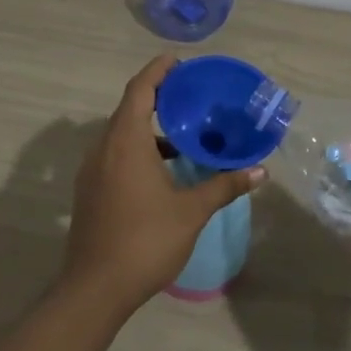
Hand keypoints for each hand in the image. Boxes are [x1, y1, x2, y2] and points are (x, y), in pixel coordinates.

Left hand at [62, 56, 263, 319]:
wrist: (95, 289)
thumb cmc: (145, 241)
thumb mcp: (191, 212)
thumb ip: (223, 185)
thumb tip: (260, 171)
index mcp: (126, 141)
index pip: (140, 89)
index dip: (158, 71)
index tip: (178, 62)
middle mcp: (104, 147)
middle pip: (129, 107)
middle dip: (157, 96)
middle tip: (189, 95)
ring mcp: (92, 169)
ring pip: (121, 133)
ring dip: (148, 126)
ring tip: (182, 134)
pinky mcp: (90, 189)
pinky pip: (114, 153)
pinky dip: (137, 147)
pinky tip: (162, 170)